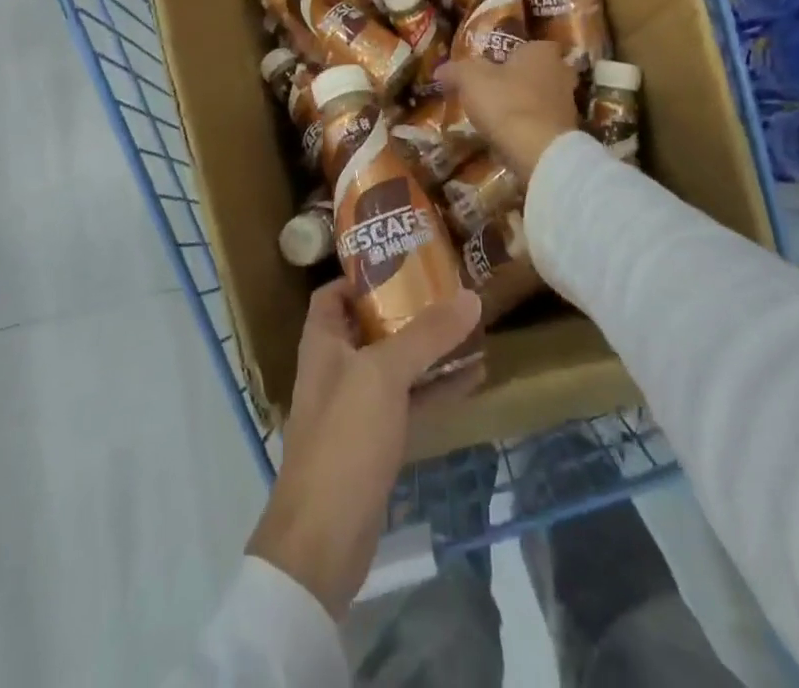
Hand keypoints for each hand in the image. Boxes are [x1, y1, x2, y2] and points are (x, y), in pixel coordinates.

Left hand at [247, 280, 483, 618]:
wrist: (324, 539)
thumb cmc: (344, 438)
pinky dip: (437, 389)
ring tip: (470, 327)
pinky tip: (475, 377)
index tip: (404, 259)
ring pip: (396, 365)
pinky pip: (411, 403)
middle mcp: (337, 368)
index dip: (363, 274)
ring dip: (429, 349)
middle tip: (449, 289)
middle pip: (372, 325)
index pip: (334, 293)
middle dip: (408, 308)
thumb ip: (427, 334)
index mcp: (323, 342)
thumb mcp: (384, 374)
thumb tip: (470, 295)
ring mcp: (357, 407)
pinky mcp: (377, 443)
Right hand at [438, 40, 579, 180]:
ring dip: (524, 105)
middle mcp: (561, 72)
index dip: (511, 55)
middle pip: (537, 72)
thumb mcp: (471, 80)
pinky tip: (510, 137)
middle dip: (519, 80)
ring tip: (498, 117)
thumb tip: (440, 69)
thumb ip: (456, 70)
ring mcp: (568, 104)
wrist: (539, 151)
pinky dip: (529, 127)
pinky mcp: (567, 132)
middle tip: (495, 91)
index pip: (529, 45)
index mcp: (542, 52)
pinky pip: (543, 123)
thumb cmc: (506, 103)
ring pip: (541, 98)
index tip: (492, 67)